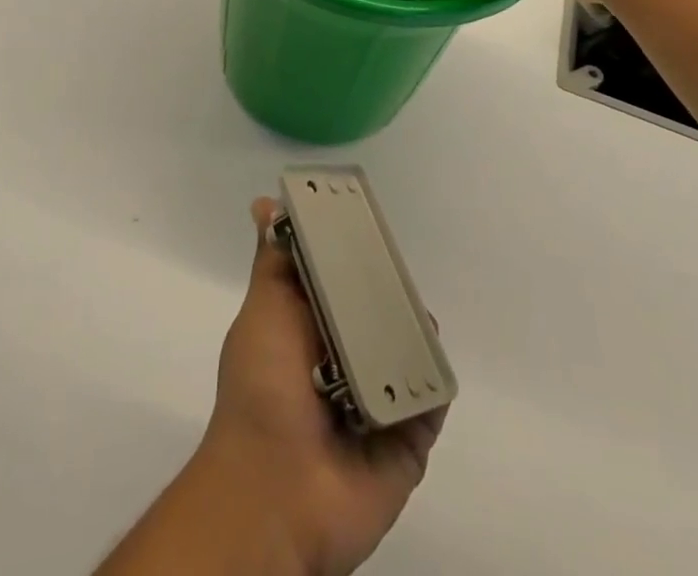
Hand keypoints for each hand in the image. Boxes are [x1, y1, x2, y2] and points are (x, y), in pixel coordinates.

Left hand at [199, 198, 445, 575]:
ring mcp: (382, 400)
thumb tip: (265, 203)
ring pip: (412, 349)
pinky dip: (434, 377)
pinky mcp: (410, 438)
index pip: (345, 278)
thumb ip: (275, 260)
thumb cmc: (263, 388)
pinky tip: (426, 354)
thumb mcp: (264, 310)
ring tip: (408, 313)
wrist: (275, 493)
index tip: (369, 220)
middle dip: (391, 287)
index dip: (356, 251)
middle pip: (383, 310)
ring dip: (415, 329)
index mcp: (315, 329)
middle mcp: (350, 360)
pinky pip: (433, 397)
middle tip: (394, 266)